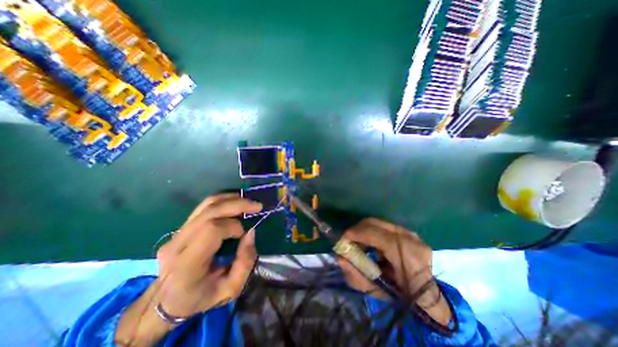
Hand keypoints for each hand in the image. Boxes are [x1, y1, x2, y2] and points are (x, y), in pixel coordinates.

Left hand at [113, 194, 260, 344]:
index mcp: (187, 265)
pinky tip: (235, 203)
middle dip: (237, 205)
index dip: (233, 227)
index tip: (243, 234)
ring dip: (231, 199)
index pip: (211, 230)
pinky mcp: (179, 228)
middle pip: (210, 212)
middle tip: (257, 206)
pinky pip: (203, 207)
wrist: (164, 302)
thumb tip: (251, 232)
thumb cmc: (200, 298)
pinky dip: (223, 201)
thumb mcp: (230, 289)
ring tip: (248, 202)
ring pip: (206, 204)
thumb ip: (245, 262)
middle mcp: (178, 245)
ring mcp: (176, 234)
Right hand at [336, 220, 452, 324]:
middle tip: (349, 238)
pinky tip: (371, 242)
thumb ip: (355, 274)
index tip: (344, 237)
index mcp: (408, 257)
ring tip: (359, 241)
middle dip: (358, 228)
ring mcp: (412, 234)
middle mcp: (412, 240)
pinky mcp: (410, 232)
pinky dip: (374, 230)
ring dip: (365, 229)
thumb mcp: (375, 291)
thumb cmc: (401, 297)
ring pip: (380, 222)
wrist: (427, 297)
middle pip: (377, 223)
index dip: (358, 233)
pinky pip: (385, 226)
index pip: (378, 235)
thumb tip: (339, 257)